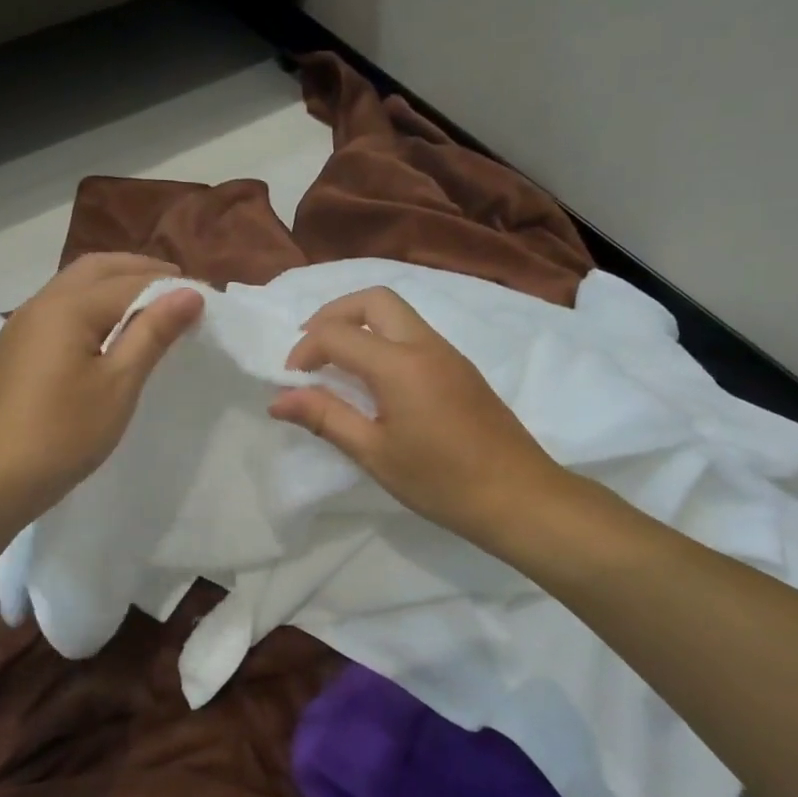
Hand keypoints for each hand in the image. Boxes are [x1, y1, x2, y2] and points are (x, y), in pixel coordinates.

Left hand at [0, 253, 202, 521]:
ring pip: (73, 285)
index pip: (129, 282)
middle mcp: (41, 303)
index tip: (204, 298)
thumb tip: (189, 293)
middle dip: (138, 270)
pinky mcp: (15, 347)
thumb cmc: (65, 432)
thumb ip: (152, 332)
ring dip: (112, 284)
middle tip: (177, 287)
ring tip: (148, 305)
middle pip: (95, 269)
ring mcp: (22, 325)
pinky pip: (59, 308)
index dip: (168, 286)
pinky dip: (90, 303)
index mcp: (67, 307)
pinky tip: (106, 329)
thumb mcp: (119, 383)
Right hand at [268, 287, 572, 549]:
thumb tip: (278, 399)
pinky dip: (383, 339)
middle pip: (373, 299)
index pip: (337, 334)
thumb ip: (325, 417)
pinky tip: (373, 380)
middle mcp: (425, 345)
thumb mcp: (374, 453)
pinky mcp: (460, 368)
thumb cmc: (441, 481)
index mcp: (400, 364)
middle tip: (311, 350)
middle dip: (333, 315)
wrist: (520, 497)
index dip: (304, 350)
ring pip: (397, 312)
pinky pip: (413, 333)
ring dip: (360, 324)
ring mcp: (447, 353)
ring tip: (336, 364)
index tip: (291, 382)